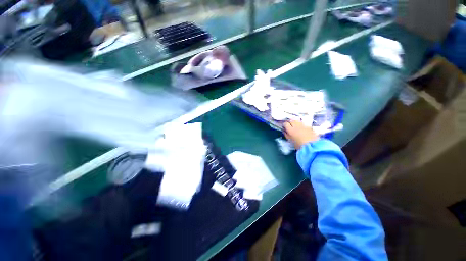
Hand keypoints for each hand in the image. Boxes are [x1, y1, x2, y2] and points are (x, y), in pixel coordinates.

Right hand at [283, 120, 318, 148]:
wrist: (312, 146)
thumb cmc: (299, 145)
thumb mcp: (291, 141)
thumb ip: (287, 135)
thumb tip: (285, 131)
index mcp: (291, 130)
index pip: (285, 124)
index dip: (284, 125)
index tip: (284, 127)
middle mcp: (296, 126)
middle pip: (291, 120)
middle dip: (290, 122)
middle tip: (290, 126)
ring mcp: (303, 125)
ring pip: (297, 121)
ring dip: (295, 122)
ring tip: (295, 126)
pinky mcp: (309, 126)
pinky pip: (303, 123)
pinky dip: (301, 125)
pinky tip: (302, 128)